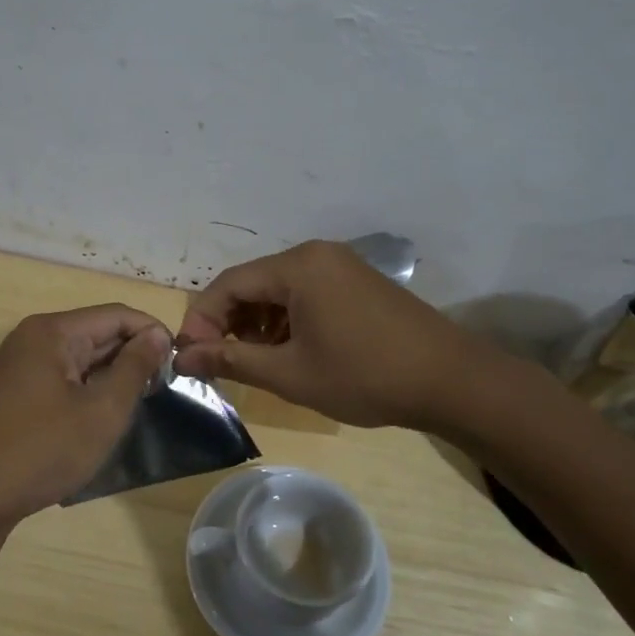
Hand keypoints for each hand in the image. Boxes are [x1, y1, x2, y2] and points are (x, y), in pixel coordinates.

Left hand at [0, 305, 170, 529]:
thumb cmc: (42, 451)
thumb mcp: (102, 411)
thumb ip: (135, 367)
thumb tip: (158, 335)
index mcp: (52, 331)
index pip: (117, 314)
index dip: (153, 333)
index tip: (180, 364)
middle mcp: (32, 338)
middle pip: (96, 332)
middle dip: (132, 356)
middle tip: (164, 390)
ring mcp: (18, 366)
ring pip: (79, 358)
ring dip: (111, 376)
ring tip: (139, 405)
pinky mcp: (12, 392)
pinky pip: (60, 378)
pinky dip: (86, 390)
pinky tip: (101, 417)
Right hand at [174, 240, 492, 429]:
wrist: (451, 380)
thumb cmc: (364, 376)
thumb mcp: (290, 373)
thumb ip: (232, 360)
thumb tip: (183, 357)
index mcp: (298, 267)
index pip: (227, 284)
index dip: (202, 320)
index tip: (191, 357)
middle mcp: (316, 254)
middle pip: (252, 283)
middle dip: (229, 322)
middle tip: (219, 361)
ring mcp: (340, 266)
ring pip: (278, 289)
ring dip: (256, 323)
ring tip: (255, 361)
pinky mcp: (356, 282)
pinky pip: (305, 293)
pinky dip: (285, 319)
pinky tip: (289, 350)